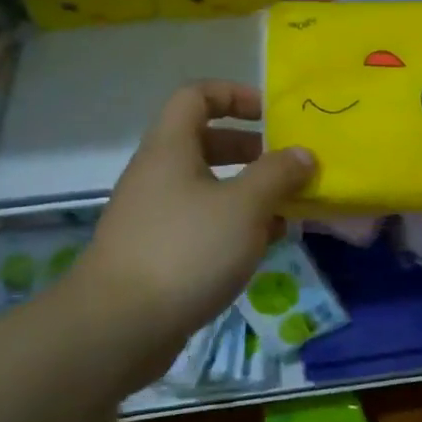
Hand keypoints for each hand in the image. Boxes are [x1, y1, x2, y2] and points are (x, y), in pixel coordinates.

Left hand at [62, 81, 313, 367]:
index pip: (196, 95)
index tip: (273, 114)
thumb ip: (278, 175)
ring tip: (289, 209)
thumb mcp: (244, 207)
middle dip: (252, 149)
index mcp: (170, 148)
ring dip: (250, 192)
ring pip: (209, 187)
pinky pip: (203, 223)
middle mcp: (158, 174)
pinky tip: (264, 245)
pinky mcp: (159, 252)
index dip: (235, 94)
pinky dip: (235, 225)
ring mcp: (156, 215)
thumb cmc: (186, 251)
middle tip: (289, 166)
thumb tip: (303, 154)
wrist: (119, 327)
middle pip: (206, 142)